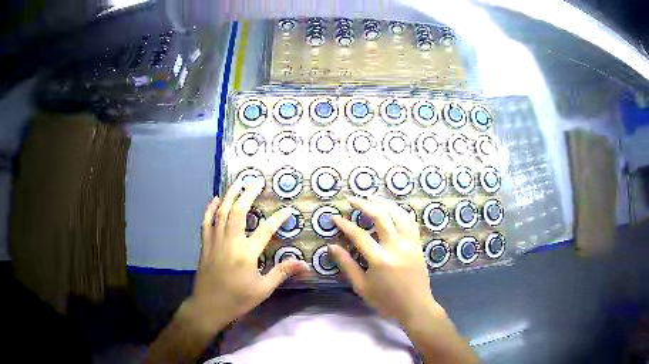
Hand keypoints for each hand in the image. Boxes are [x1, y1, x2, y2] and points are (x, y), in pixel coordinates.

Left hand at [184, 182, 309, 334]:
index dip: (278, 218)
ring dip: (229, 195)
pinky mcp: (205, 245)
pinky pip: (206, 222)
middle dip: (247, 194)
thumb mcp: (263, 290)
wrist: (208, 306)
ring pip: (221, 212)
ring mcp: (215, 241)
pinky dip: (210, 209)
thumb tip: (304, 264)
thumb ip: (282, 273)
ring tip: (237, 183)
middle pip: (238, 212)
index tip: (288, 210)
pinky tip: (215, 199)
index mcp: (246, 254)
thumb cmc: (237, 299)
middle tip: (256, 182)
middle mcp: (230, 242)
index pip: (266, 230)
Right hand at [330, 196, 442, 325]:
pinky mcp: (418, 245)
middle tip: (352, 199)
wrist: (416, 307)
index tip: (335, 217)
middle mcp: (397, 247)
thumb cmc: (386, 301)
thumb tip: (332, 246)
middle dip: (365, 204)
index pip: (360, 235)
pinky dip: (400, 211)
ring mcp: (410, 244)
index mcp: (380, 260)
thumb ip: (347, 265)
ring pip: (399, 214)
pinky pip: (410, 222)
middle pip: (381, 217)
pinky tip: (392, 209)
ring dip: (384, 203)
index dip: (345, 225)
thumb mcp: (362, 287)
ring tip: (371, 197)